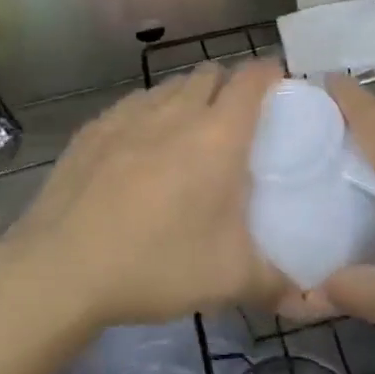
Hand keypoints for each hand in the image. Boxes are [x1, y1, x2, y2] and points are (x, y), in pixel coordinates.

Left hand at [0, 61, 287, 331]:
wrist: (62, 265)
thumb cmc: (157, 263)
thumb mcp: (229, 280)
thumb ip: (278, 284)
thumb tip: (312, 300)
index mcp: (218, 134)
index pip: (253, 78)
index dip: (271, 74)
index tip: (279, 87)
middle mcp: (176, 110)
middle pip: (211, 73)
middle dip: (229, 86)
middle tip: (236, 122)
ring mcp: (130, 113)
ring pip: (170, 85)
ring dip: (188, 97)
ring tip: (188, 135)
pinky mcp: (95, 126)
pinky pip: (134, 103)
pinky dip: (149, 113)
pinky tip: (140, 149)